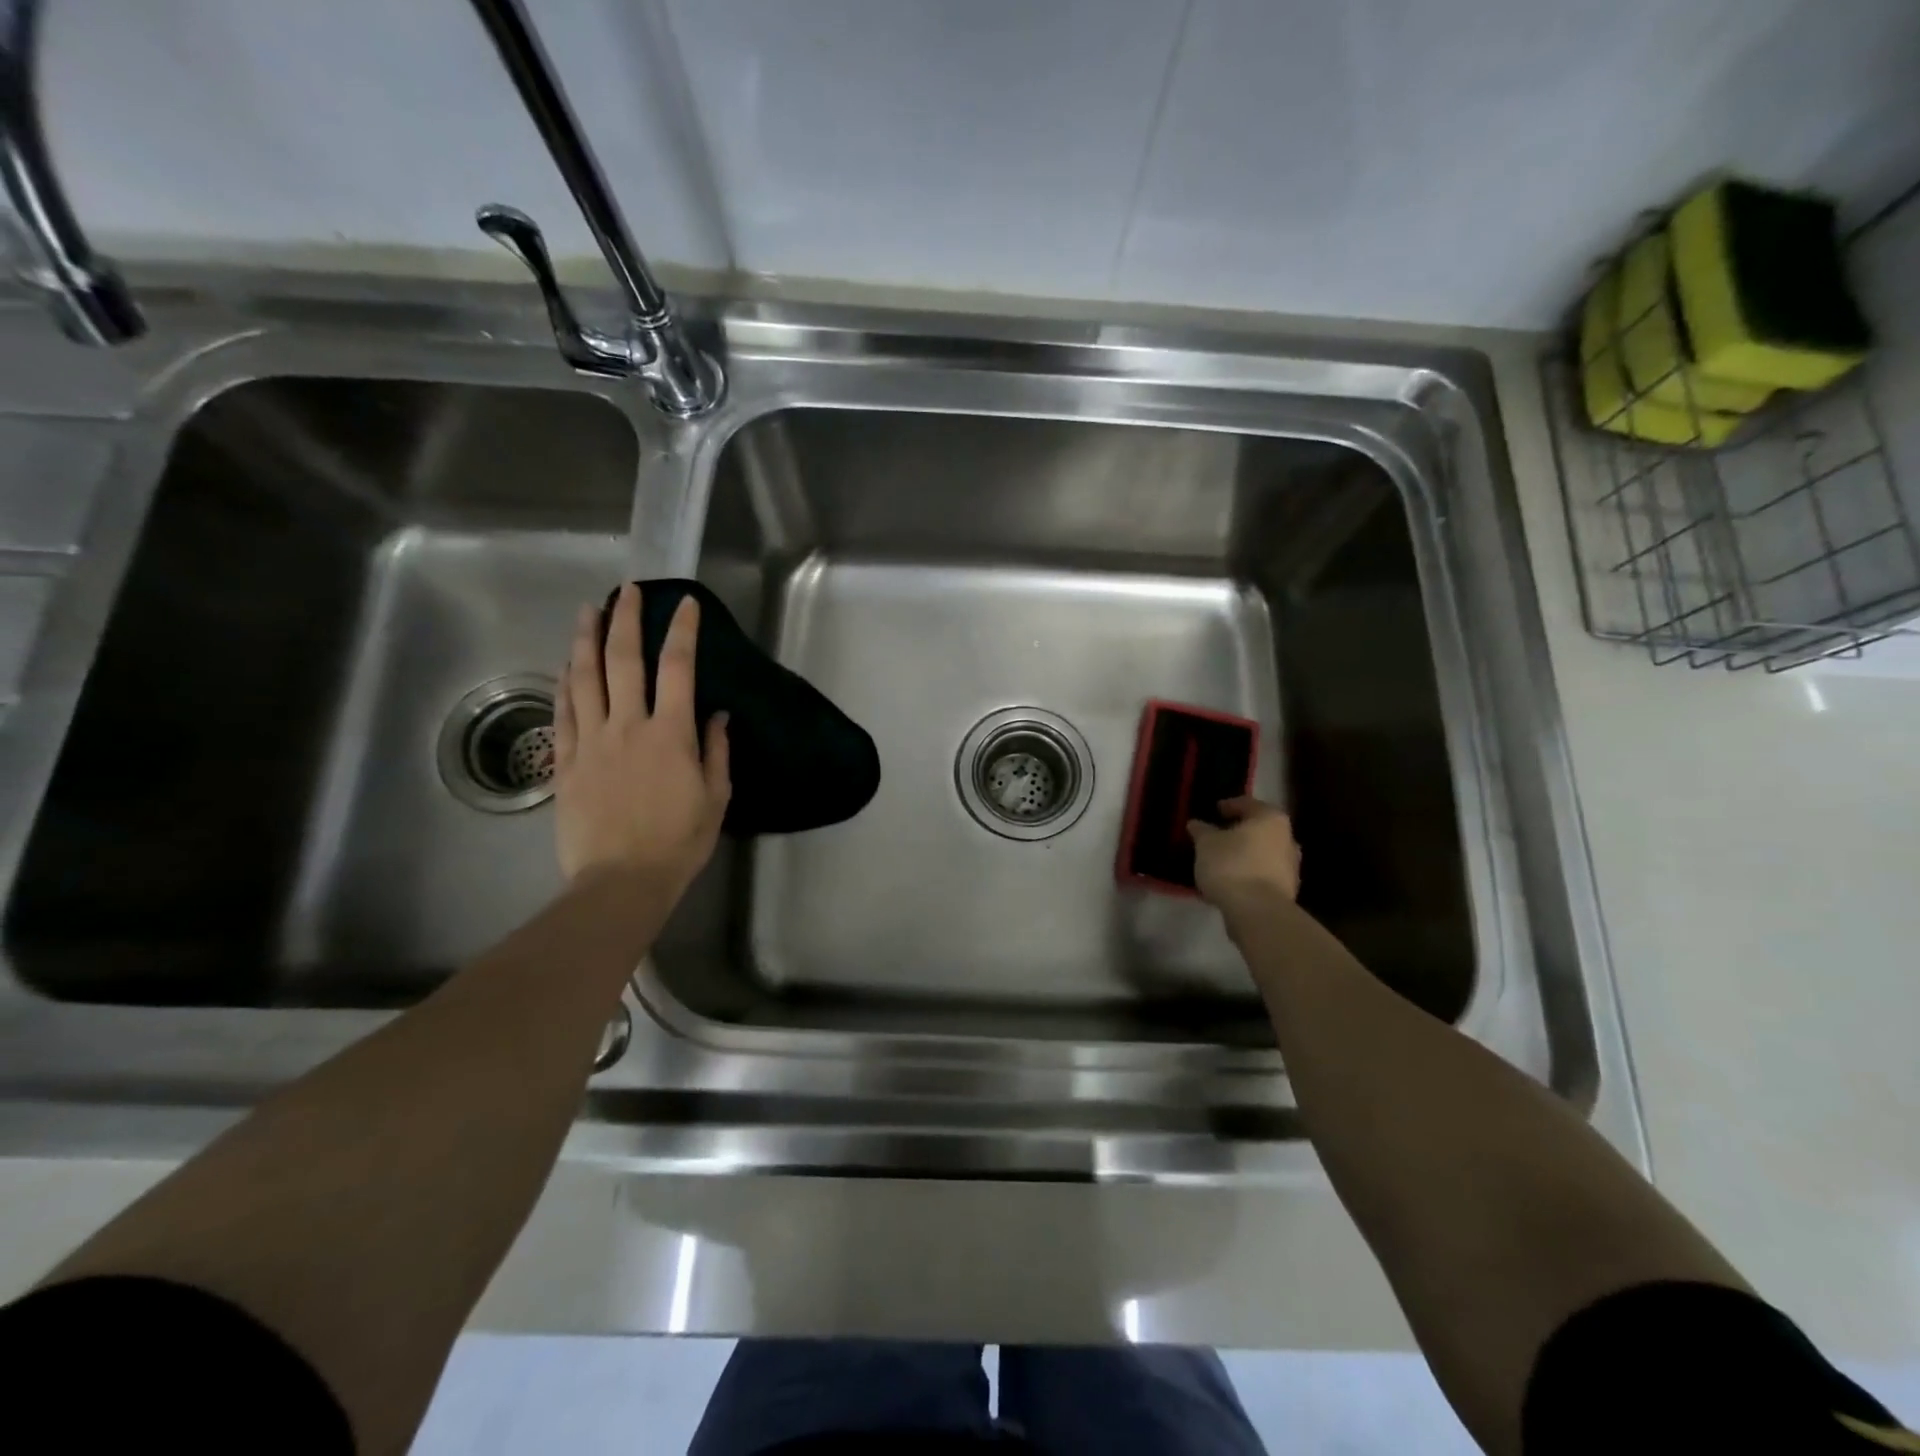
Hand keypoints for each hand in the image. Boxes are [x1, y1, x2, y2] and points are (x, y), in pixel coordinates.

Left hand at [553, 583, 730, 893]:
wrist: (621, 880)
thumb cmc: (679, 841)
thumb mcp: (716, 798)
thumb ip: (716, 752)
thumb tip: (717, 716)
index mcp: (671, 733)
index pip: (678, 668)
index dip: (682, 631)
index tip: (684, 603)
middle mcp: (628, 726)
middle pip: (623, 661)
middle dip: (626, 620)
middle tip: (627, 591)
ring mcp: (591, 741)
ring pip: (584, 679)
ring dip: (586, 640)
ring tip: (587, 612)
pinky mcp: (565, 762)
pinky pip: (562, 714)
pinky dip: (564, 685)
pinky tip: (566, 667)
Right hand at [1188, 796, 1301, 912]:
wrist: (1257, 911)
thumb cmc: (1231, 865)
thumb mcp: (1206, 844)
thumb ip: (1202, 831)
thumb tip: (1196, 824)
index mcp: (1270, 819)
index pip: (1247, 804)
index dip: (1229, 805)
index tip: (1215, 810)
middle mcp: (1287, 838)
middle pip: (1260, 828)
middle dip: (1240, 831)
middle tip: (1218, 835)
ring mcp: (1291, 866)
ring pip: (1264, 852)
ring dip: (1246, 853)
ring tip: (1223, 859)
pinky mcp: (1288, 890)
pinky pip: (1264, 873)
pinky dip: (1250, 872)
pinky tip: (1233, 879)